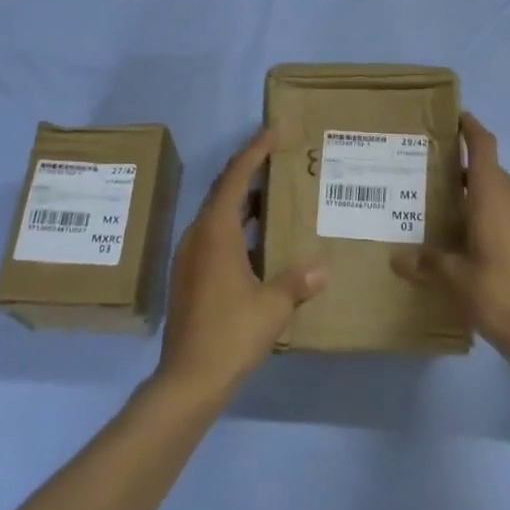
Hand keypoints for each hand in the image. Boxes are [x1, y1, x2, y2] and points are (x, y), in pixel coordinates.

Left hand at [155, 128, 324, 405]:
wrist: (188, 378)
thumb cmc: (232, 333)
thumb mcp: (273, 306)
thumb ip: (297, 282)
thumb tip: (321, 269)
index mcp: (216, 232)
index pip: (236, 178)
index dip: (254, 151)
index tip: (272, 131)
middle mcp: (198, 236)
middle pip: (223, 191)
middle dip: (248, 170)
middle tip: (275, 155)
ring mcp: (189, 256)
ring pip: (217, 215)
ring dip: (243, 200)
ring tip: (273, 194)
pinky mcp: (189, 276)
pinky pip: (214, 235)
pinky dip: (236, 226)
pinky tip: (258, 239)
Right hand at [393, 113, 509, 367]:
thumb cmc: (498, 293)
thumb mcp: (453, 278)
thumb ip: (427, 262)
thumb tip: (398, 258)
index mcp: (493, 194)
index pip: (484, 145)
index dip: (470, 128)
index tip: (455, 117)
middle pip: (489, 170)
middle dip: (464, 168)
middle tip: (431, 175)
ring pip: (500, 194)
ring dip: (477, 195)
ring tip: (445, 208)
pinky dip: (489, 216)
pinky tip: (469, 241)